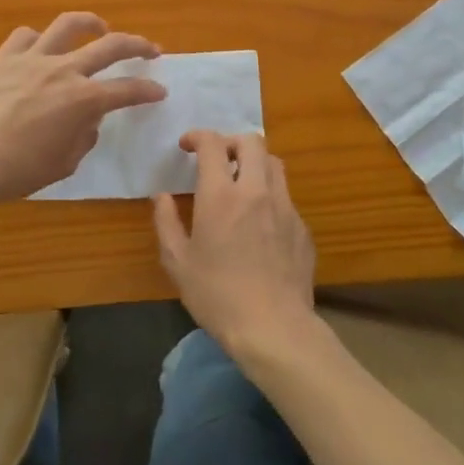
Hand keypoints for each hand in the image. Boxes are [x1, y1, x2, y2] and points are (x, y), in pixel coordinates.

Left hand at [0, 12, 165, 207]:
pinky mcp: (3, 58)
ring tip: (100, 27)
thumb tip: (88, 120)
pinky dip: (39, 39)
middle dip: (138, 45)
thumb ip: (83, 137)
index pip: (127, 90)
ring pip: (68, 25)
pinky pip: (25, 36)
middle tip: (151, 50)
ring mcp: (32, 59)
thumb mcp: (63, 165)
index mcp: (82, 100)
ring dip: (91, 22)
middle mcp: (63, 70)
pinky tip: (41, 49)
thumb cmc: (16, 171)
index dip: (148, 90)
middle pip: (111, 45)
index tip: (159, 91)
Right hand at [152, 131, 320, 365]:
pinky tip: (260, 221)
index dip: (198, 136)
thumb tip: (161, 197)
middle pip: (251, 142)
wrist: (274, 327)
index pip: (213, 144)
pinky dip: (269, 195)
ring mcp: (285, 207)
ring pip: (274, 164)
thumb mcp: (178, 263)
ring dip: (254, 163)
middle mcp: (256, 190)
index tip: (187, 146)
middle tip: (217, 159)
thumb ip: (166, 223)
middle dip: (230, 142)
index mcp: (221, 195)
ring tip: (240, 182)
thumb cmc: (217, 296)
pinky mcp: (302, 227)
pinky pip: (286, 196)